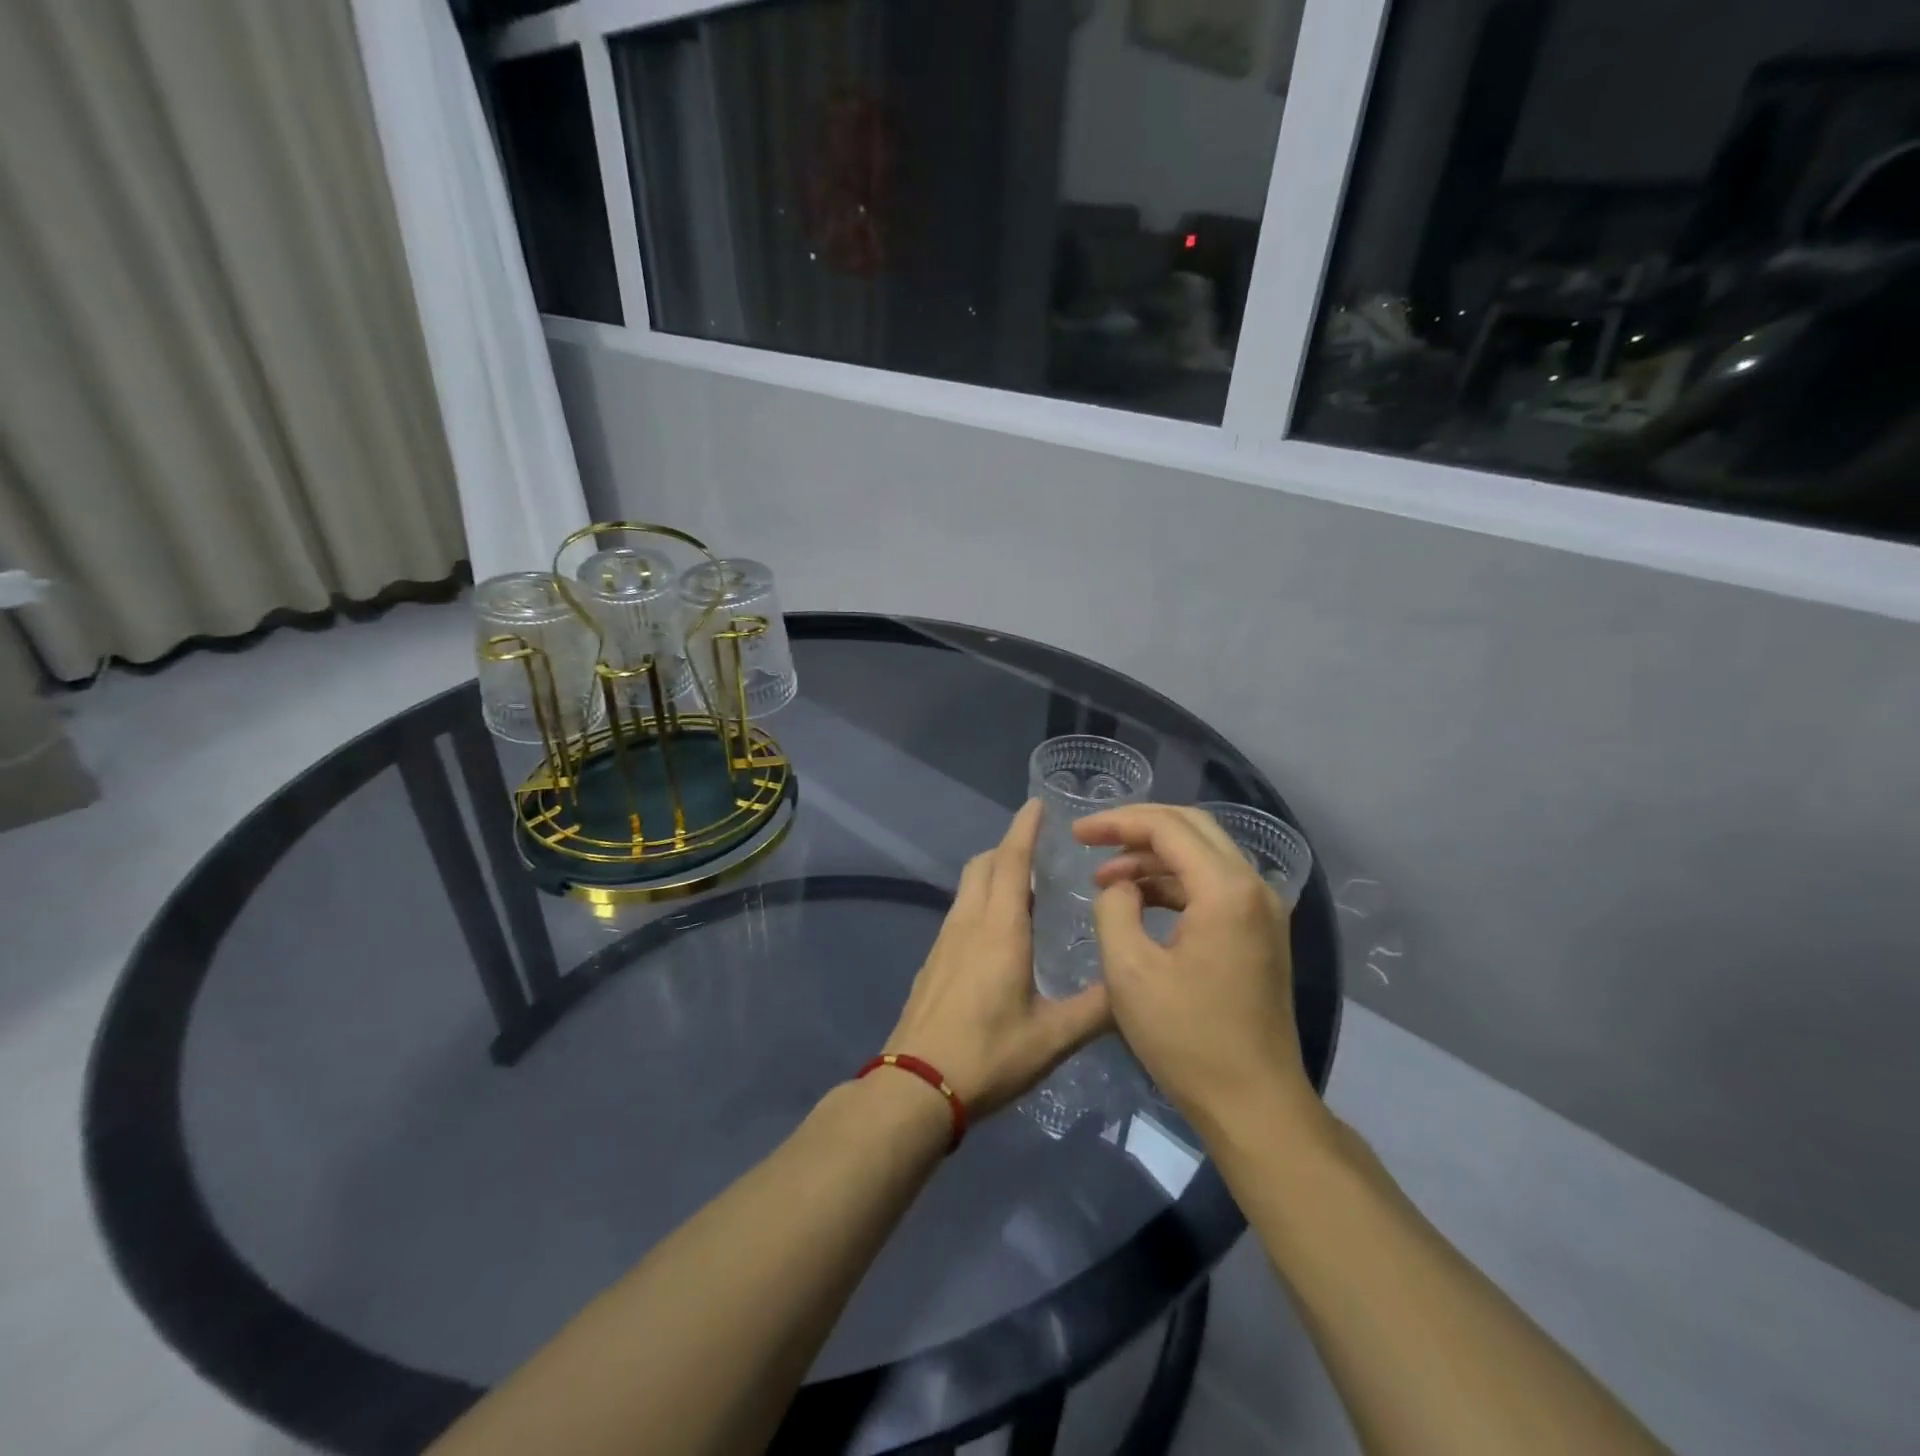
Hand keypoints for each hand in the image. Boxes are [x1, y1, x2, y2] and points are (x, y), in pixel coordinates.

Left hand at [884, 801, 1112, 1118]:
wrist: (915, 1086)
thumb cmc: (987, 1055)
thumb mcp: (1052, 1038)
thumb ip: (1097, 1010)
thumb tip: (1134, 986)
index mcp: (1000, 928)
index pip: (1011, 860)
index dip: (1024, 828)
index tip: (1037, 803)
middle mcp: (968, 922)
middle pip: (983, 864)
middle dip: (1008, 847)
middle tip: (1040, 850)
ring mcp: (944, 941)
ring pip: (967, 888)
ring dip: (993, 874)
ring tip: (1025, 888)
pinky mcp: (932, 961)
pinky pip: (959, 912)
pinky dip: (980, 901)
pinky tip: (998, 933)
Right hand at [1076, 804, 1317, 1130]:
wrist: (1254, 1104)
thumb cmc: (1187, 1038)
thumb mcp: (1129, 970)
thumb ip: (1114, 909)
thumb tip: (1119, 887)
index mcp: (1225, 889)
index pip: (1167, 827)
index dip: (1117, 822)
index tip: (1077, 833)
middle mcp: (1254, 886)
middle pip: (1191, 827)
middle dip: (1136, 828)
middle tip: (1092, 839)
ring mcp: (1263, 910)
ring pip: (1203, 855)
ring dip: (1154, 858)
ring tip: (1106, 880)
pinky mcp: (1260, 932)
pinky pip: (1213, 886)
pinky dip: (1174, 883)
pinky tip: (1140, 903)